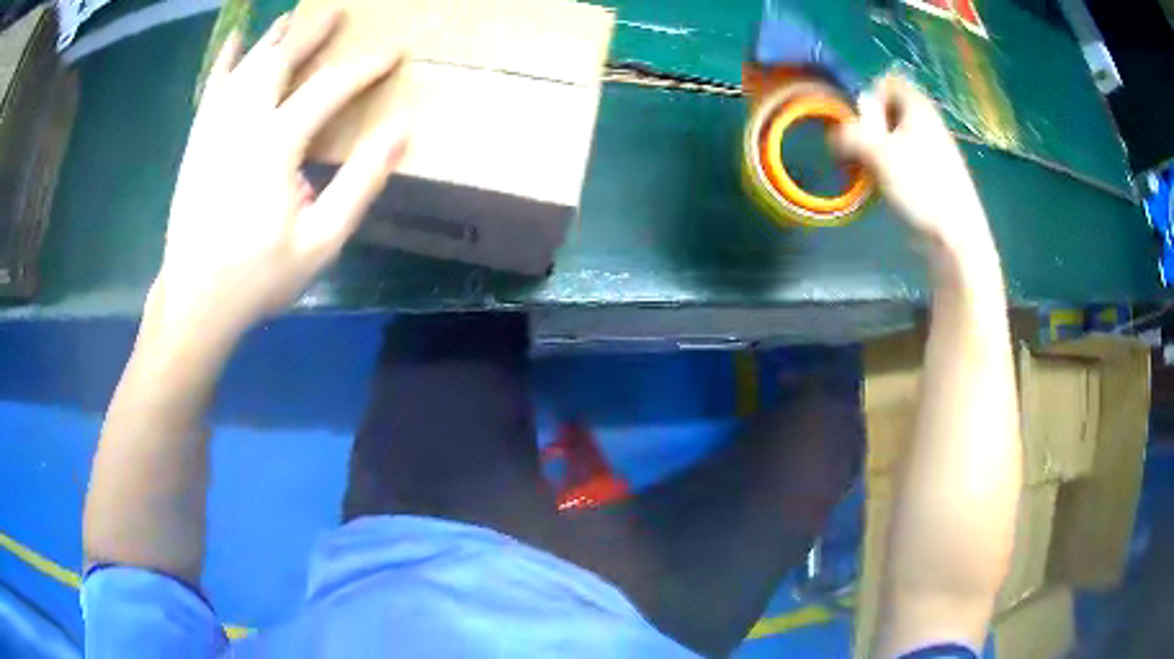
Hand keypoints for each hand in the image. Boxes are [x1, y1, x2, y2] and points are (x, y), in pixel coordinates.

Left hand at [147, 12, 406, 346]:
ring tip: (295, 17)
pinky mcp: (197, 140)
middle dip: (314, 33)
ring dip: (274, 37)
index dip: (365, 67)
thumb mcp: (322, 241)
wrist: (195, 301)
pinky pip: (212, 86)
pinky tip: (234, 37)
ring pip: (247, 65)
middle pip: (281, 60)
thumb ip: (362, 181)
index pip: (328, 88)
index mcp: (275, 146)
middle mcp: (242, 123)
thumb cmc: (259, 277)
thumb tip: (401, 128)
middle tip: (339, 13)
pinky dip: (225, 57)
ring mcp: (214, 128)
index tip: (394, 52)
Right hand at [835, 74, 992, 257]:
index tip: (864, 122)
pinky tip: (886, 187)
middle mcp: (926, 121)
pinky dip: (890, 167)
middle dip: (870, 127)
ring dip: (876, 150)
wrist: (956, 235)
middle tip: (866, 150)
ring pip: (894, 136)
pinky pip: (903, 158)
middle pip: (889, 110)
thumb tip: (833, 135)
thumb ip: (850, 136)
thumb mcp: (878, 154)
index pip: (888, 81)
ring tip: (872, 173)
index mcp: (918, 107)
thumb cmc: (921, 186)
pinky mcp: (932, 174)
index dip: (870, 95)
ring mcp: (932, 149)